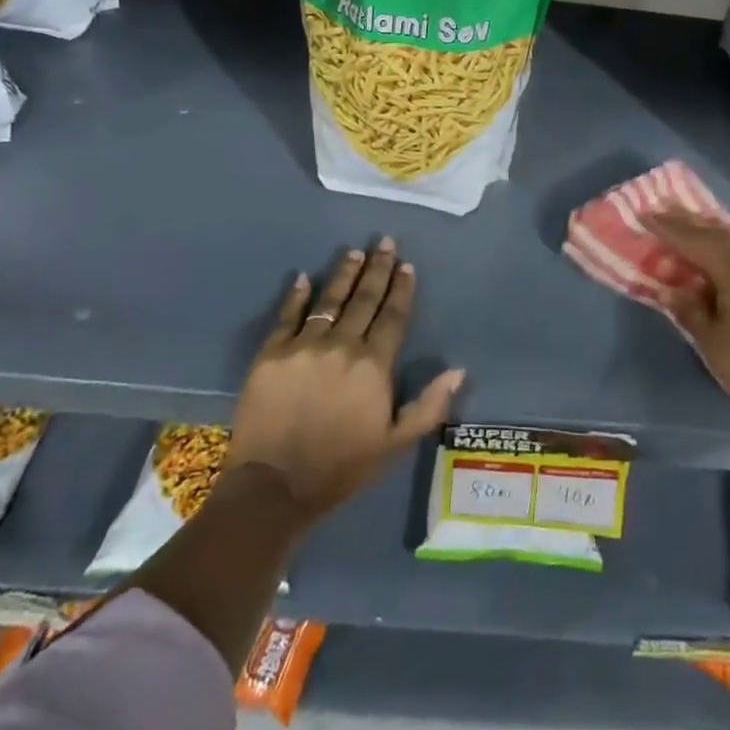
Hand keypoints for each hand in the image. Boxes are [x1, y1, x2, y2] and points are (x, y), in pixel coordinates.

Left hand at [227, 237, 463, 515]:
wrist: (274, 487)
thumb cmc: (342, 467)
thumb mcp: (395, 444)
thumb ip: (429, 405)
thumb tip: (459, 370)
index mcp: (374, 365)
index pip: (393, 316)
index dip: (401, 289)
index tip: (407, 265)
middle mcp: (342, 345)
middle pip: (364, 299)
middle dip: (377, 269)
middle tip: (385, 242)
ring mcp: (304, 346)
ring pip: (329, 301)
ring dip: (343, 274)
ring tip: (354, 252)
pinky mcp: (271, 354)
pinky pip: (286, 317)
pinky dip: (296, 296)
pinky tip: (303, 278)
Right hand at [646, 211, 729, 434]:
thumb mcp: (711, 342)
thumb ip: (689, 310)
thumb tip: (670, 290)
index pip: (695, 242)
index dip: (669, 228)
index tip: (647, 215)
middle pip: (720, 235)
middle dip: (691, 223)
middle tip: (667, 211)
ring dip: (718, 231)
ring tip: (700, 225)